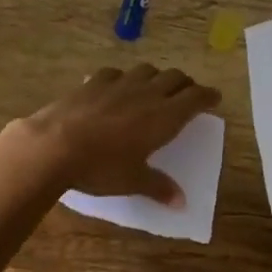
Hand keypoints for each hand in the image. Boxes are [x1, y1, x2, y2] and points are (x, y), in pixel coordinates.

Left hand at [22, 64, 220, 205]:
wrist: (56, 144)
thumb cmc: (102, 166)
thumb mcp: (133, 181)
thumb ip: (159, 186)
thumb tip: (181, 202)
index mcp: (164, 116)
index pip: (195, 98)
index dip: (207, 96)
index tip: (214, 98)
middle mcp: (147, 93)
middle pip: (175, 78)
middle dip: (185, 84)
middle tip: (188, 94)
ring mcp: (119, 83)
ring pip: (147, 70)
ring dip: (157, 77)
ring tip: (155, 88)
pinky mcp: (94, 81)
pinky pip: (117, 72)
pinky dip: (124, 78)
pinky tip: (118, 88)